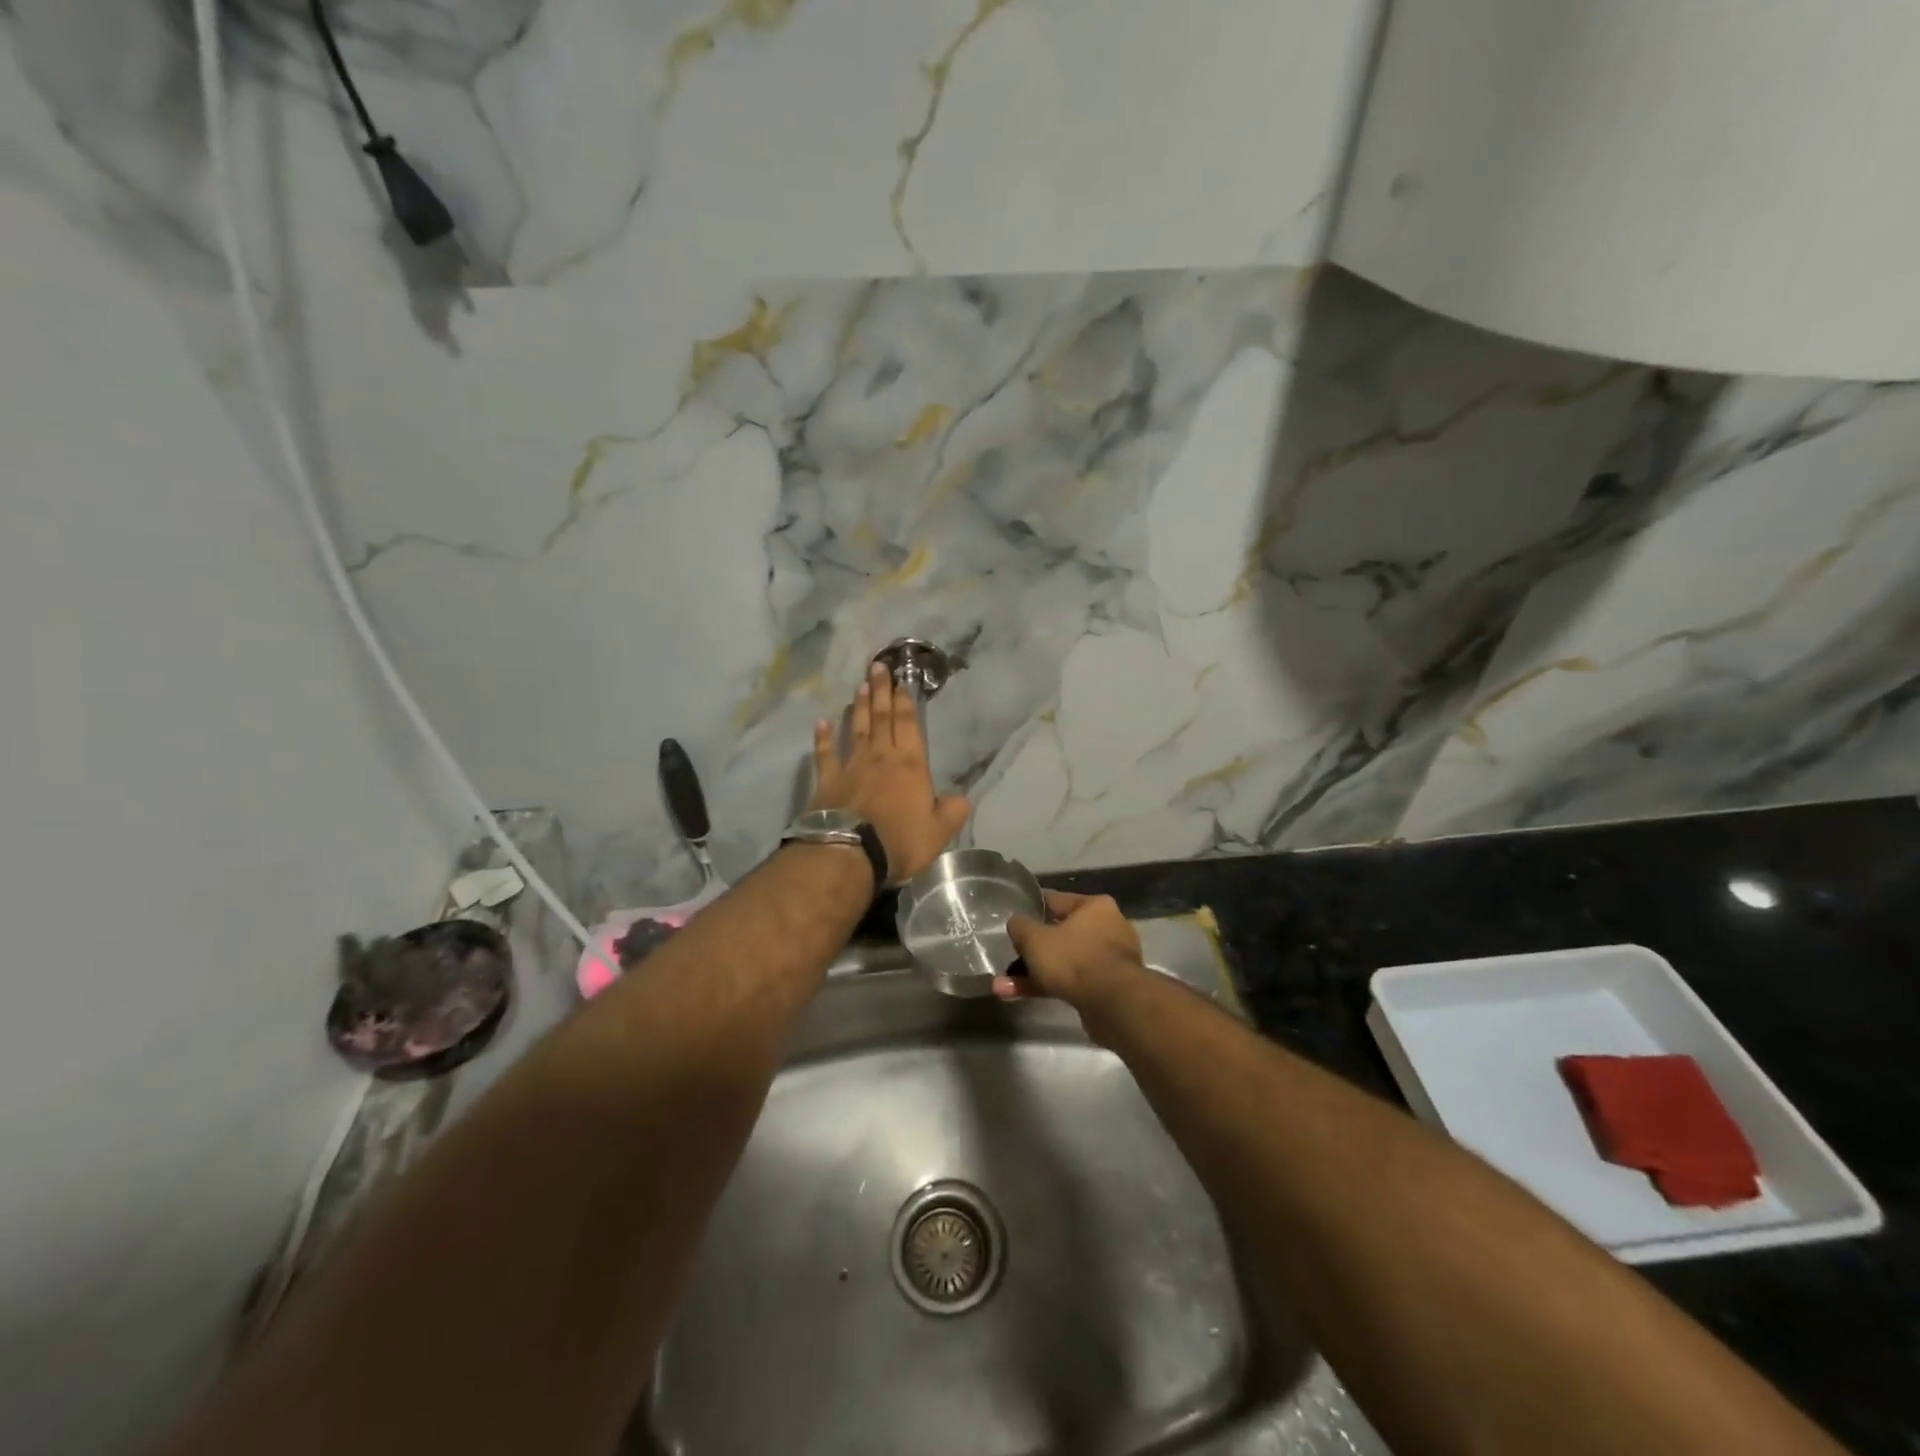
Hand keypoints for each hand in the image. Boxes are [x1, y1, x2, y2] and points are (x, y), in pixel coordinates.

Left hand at [810, 662, 969, 883]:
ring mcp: (851, 767)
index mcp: (910, 765)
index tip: (901, 680)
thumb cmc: (900, 841)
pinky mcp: (827, 782)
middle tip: (877, 666)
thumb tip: (960, 799)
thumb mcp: (940, 831)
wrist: (850, 852)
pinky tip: (821, 723)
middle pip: (881, 718)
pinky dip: (823, 738)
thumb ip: (953, 811)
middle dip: (881, 691)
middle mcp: (881, 758)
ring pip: (856, 729)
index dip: (905, 701)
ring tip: (859, 687)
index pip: (908, 725)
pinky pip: (825, 754)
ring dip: (859, 707)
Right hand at [998, 890, 1145, 1009]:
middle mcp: (1108, 927)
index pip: (1056, 900)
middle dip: (1032, 950)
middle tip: (1010, 957)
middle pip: (1060, 934)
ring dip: (1034, 973)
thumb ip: (1020, 926)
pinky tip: (1020, 996)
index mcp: (1095, 906)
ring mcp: (1110, 960)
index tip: (1015, 916)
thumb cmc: (1074, 959)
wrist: (1114, 1004)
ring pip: (1064, 961)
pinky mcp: (1109, 987)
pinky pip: (1072, 981)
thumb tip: (1016, 923)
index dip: (1032, 907)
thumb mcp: (1035, 939)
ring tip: (1004, 986)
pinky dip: (1049, 986)